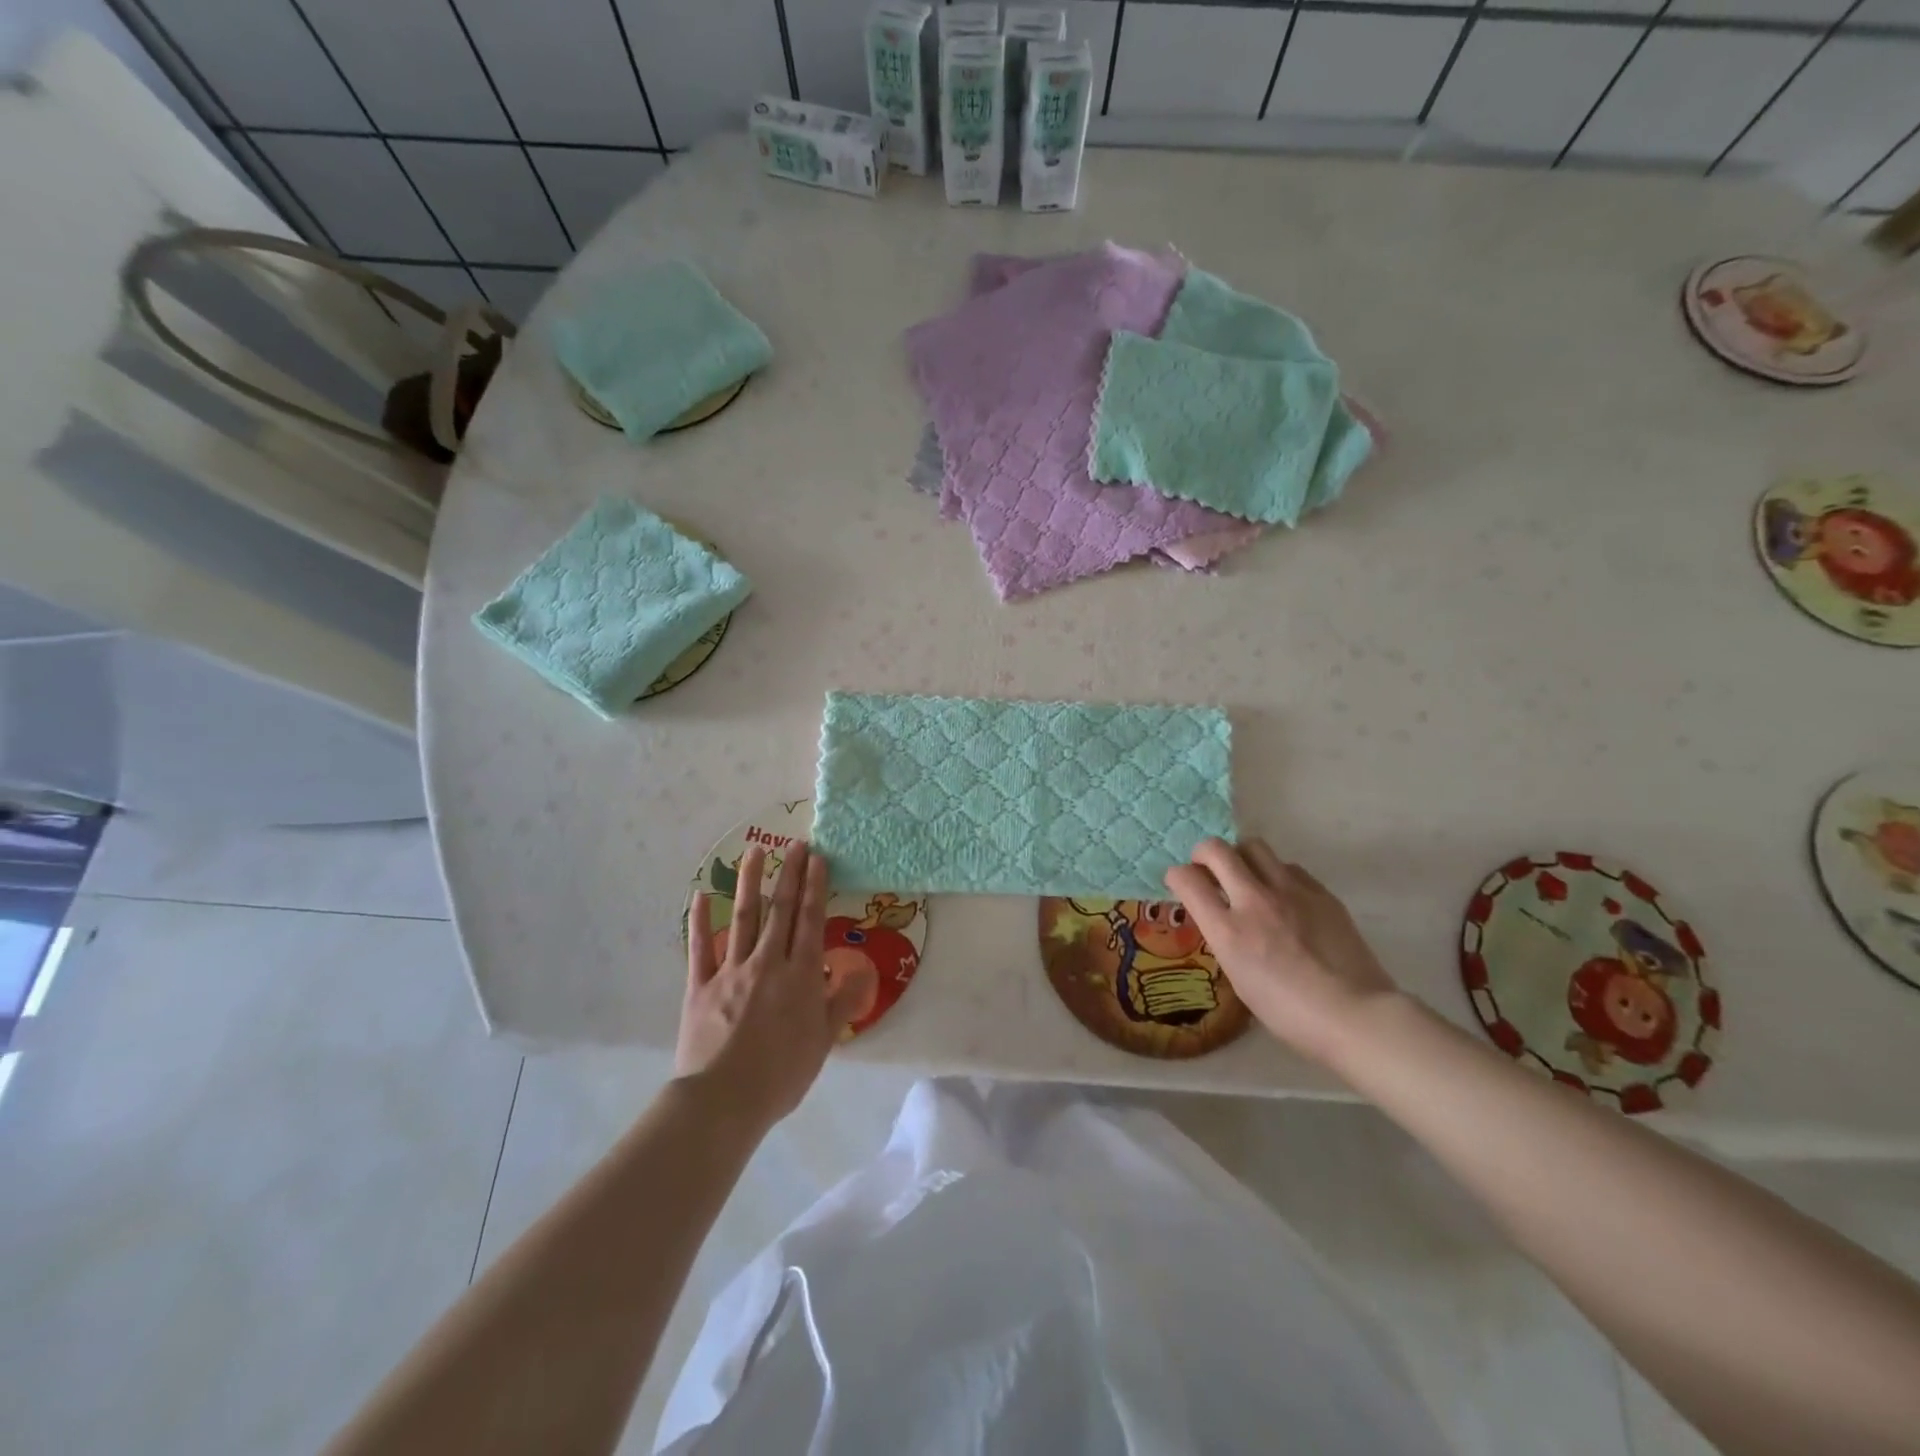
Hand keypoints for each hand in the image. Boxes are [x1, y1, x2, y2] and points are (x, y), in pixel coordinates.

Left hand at [678, 842, 872, 1128]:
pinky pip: (700, 947)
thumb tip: (863, 971)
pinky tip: (702, 895)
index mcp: (800, 975)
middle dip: (789, 874)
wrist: (724, 1100)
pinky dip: (700, 920)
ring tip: (755, 852)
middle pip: (781, 910)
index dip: (815, 887)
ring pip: (742, 917)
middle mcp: (767, 962)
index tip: (818, 858)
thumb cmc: (782, 1074)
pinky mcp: (700, 986)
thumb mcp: (823, 1041)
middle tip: (795, 844)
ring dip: (750, 883)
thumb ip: (843, 1002)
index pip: (811, 921)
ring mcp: (730, 971)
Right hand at [1165, 838, 1398, 1065]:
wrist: (1355, 1014)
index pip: (1186, 879)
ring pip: (1253, 846)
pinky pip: (1288, 867)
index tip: (1180, 884)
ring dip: (1240, 857)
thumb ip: (1225, 938)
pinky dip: (1276, 874)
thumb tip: (1221, 917)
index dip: (1177, 876)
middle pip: (1216, 850)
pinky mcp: (1320, 892)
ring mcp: (1290, 892)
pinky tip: (1284, 897)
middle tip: (1208, 870)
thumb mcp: (1239, 978)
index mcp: (1228, 931)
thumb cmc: (1289, 1012)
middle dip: (1203, 854)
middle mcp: (1254, 901)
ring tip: (1247, 877)